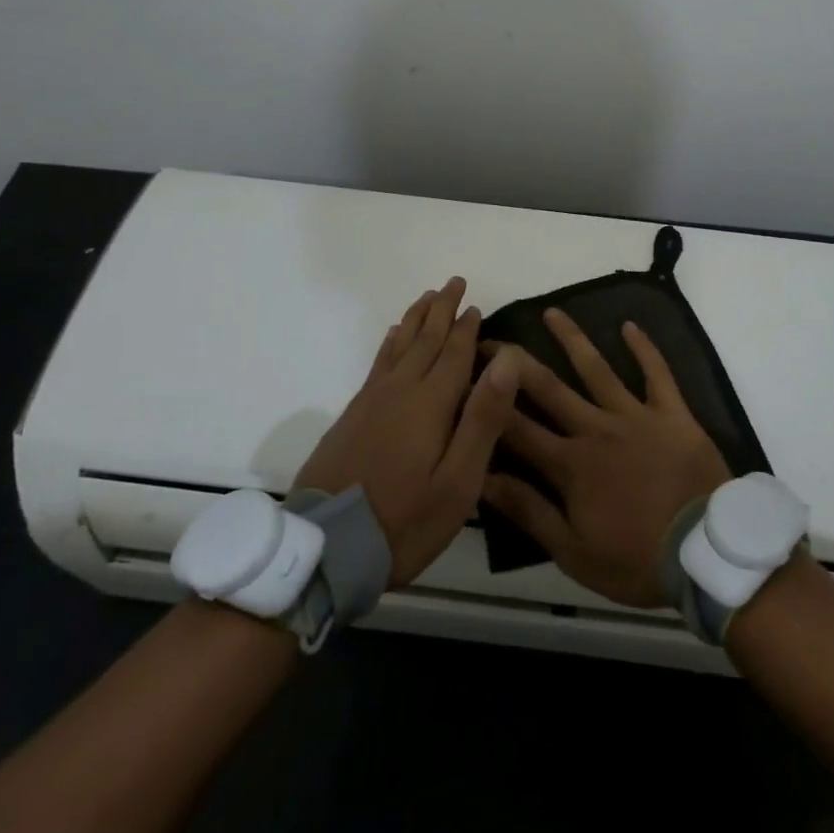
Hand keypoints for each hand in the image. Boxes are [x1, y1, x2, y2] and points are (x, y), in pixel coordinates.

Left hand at [295, 279, 520, 586]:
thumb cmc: (405, 520)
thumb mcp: (459, 480)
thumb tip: (506, 359)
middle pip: (425, 340)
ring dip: (415, 319)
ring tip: (426, 298)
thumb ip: (483, 417)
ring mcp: (371, 402)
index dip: (466, 327)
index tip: (475, 304)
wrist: (326, 550)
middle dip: (441, 310)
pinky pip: (377, 364)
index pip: (454, 353)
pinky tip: (392, 337)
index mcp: (430, 403)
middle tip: (453, 282)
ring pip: (398, 346)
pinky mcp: (352, 416)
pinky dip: (389, 343)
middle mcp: (400, 391)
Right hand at [481, 309, 730, 606]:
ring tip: (552, 312)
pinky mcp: (672, 413)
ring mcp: (636, 415)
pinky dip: (645, 348)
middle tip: (494, 339)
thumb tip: (482, 478)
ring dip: (573, 339)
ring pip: (597, 369)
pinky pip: (657, 373)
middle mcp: (596, 429)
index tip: (467, 378)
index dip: (490, 403)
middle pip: (550, 388)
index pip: (517, 428)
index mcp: (570, 464)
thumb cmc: (636, 559)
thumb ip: (528, 511)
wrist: (705, 552)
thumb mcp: (572, 551)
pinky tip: (630, 325)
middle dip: (517, 363)